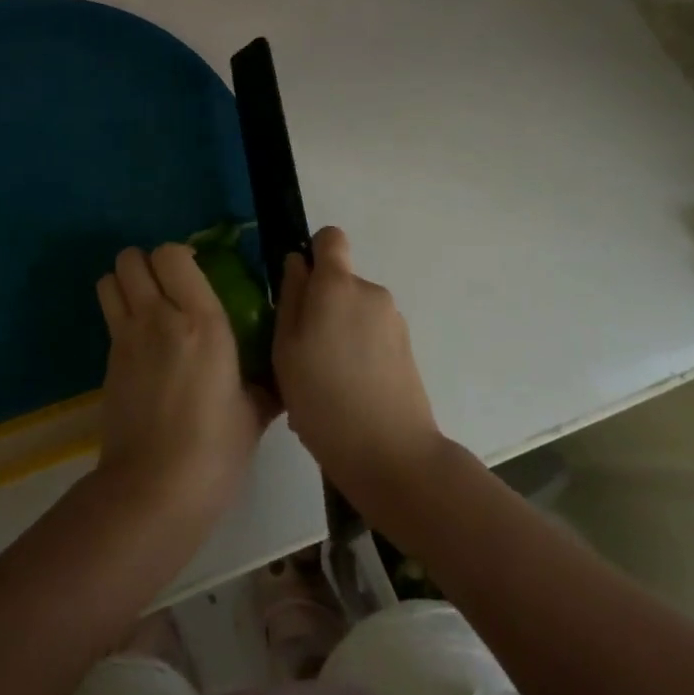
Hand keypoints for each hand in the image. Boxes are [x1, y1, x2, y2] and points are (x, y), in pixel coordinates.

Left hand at [94, 245, 275, 528]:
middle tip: (168, 284)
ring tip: (148, 302)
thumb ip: (264, 382)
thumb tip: (277, 374)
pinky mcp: (108, 361)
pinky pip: (109, 316)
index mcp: (201, 321)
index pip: (173, 254)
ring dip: (126, 282)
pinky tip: (142, 343)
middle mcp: (158, 318)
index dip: (180, 254)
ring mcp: (126, 338)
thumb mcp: (253, 412)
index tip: (196, 271)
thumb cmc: (215, 450)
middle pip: (131, 258)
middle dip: (147, 262)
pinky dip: (120, 314)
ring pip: (109, 279)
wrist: (155, 490)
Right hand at [274, 227, 442, 502]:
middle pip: (340, 281)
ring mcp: (393, 321)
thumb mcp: (286, 348)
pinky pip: (370, 336)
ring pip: (353, 312)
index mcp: (338, 285)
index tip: (298, 288)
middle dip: (320, 304)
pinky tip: (344, 395)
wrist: (393, 456)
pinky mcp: (407, 349)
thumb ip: (290, 297)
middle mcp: (370, 292)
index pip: (330, 238)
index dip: (313, 253)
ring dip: (337, 332)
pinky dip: (356, 353)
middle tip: (301, 352)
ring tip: (322, 382)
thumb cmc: (324, 399)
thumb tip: (297, 262)